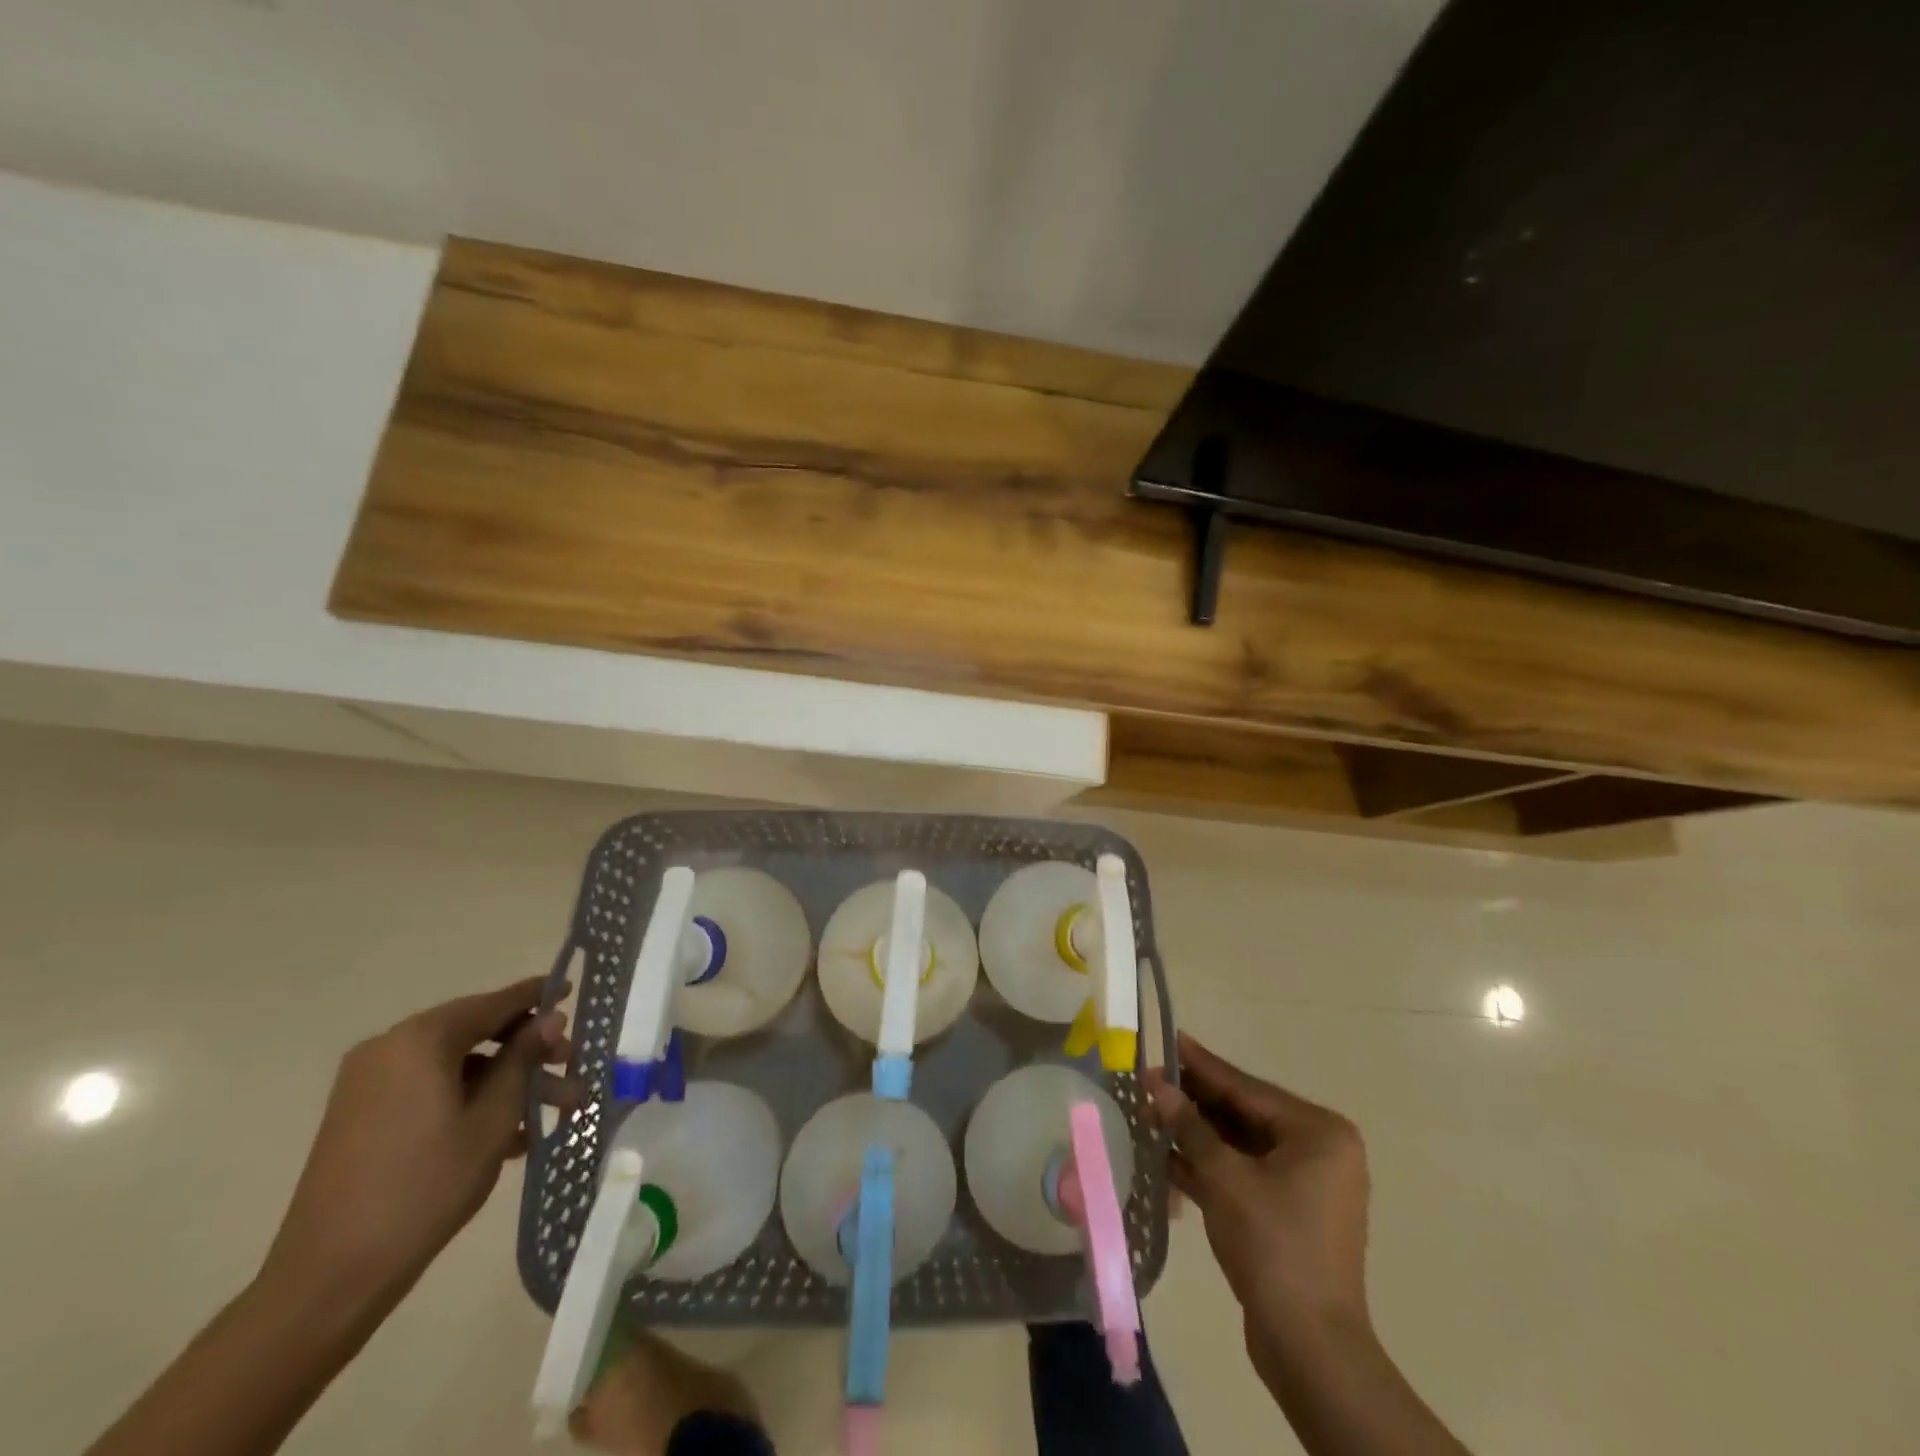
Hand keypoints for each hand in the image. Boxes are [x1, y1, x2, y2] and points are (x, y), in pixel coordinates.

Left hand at [262, 977, 583, 1303]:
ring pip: (458, 1065)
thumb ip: (523, 1059)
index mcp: (420, 1040)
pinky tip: (512, 1136)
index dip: (537, 996)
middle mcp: (391, 1049)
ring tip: (555, 1112)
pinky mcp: (363, 1116)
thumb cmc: (424, 1187)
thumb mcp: (491, 1119)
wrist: (329, 1277)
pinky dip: (472, 1100)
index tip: (572, 990)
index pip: (494, 1003)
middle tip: (570, 1067)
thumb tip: (551, 1017)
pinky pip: (432, 1089)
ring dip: (507, 1082)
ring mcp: (371, 1084)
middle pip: (477, 1031)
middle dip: (528, 1050)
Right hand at [1148, 1033, 1371, 1384]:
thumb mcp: (1225, 1178)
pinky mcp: (1288, 1212)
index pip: (1247, 1088)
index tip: (1170, 1039)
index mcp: (1318, 1132)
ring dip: (1196, 1134)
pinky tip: (1164, 1156)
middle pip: (1243, 1114)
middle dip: (1194, 1102)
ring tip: (1149, 1113)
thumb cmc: (1274, 1247)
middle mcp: (1318, 1150)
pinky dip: (1208, 1166)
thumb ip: (1190, 1127)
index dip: (1202, 1065)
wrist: (1310, 1349)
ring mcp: (1305, 1183)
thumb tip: (1158, 1085)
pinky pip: (1243, 1173)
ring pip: (1239, 1145)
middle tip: (1149, 1079)